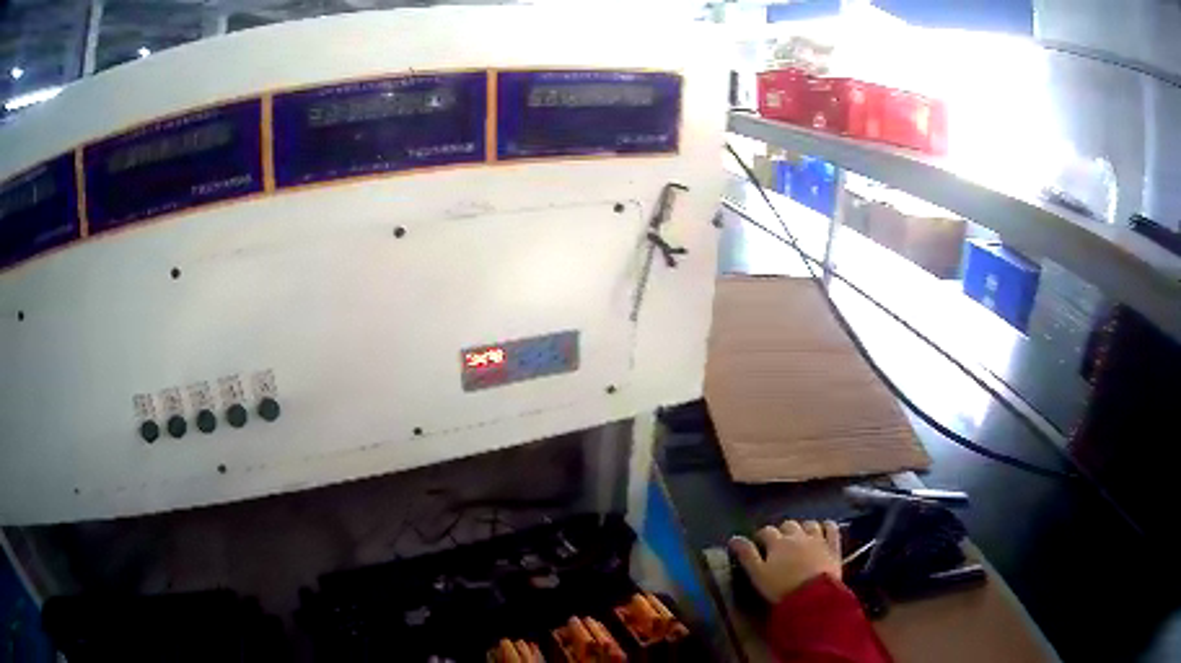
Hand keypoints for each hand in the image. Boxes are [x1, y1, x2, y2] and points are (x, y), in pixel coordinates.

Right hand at [730, 520, 841, 603]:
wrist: (814, 597)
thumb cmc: (782, 588)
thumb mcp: (758, 575)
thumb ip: (746, 555)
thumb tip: (734, 538)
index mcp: (778, 542)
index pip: (766, 531)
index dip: (761, 536)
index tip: (758, 544)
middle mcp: (797, 536)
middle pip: (788, 525)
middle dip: (782, 531)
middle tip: (778, 543)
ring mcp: (818, 539)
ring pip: (809, 524)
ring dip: (803, 527)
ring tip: (800, 536)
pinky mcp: (833, 546)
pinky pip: (832, 528)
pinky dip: (827, 526)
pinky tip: (824, 529)